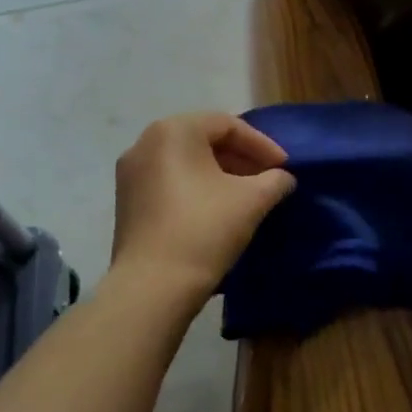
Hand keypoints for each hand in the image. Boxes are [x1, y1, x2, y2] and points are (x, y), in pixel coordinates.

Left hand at [110, 112, 295, 307]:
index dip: (262, 145)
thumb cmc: (204, 229)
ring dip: (220, 174)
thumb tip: (282, 178)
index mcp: (174, 131)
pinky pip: (169, 182)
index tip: (284, 168)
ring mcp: (131, 174)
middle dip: (241, 158)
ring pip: (186, 162)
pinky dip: (197, 188)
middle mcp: (146, 143)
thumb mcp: (252, 200)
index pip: (227, 125)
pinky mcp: (127, 202)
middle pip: (204, 140)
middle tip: (268, 179)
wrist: (152, 287)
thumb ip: (275, 180)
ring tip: (247, 195)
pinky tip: (218, 210)